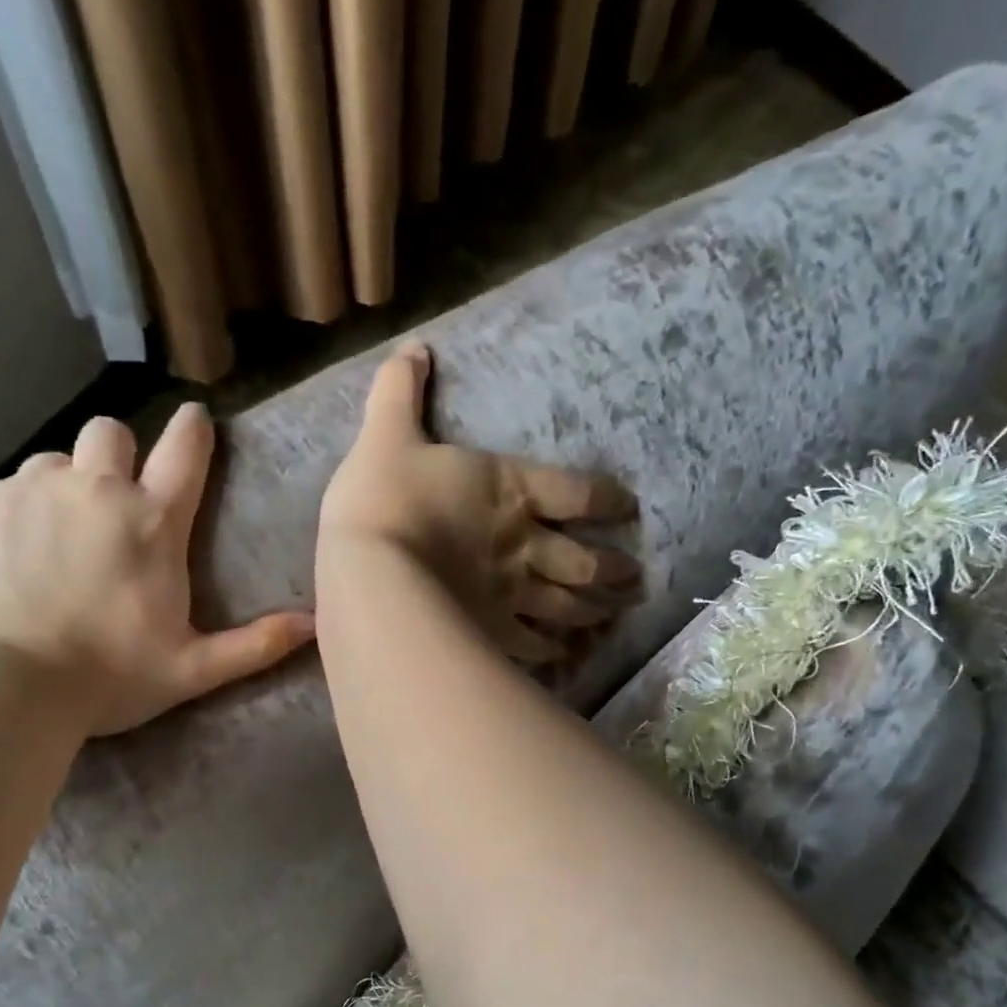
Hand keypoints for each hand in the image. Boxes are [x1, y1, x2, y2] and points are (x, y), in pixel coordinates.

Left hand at [0, 406, 314, 737]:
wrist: (2, 688)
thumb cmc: (109, 678)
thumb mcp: (193, 669)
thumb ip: (257, 644)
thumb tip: (315, 624)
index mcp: (153, 525)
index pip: (185, 452)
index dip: (193, 430)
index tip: (195, 418)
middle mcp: (95, 490)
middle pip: (110, 432)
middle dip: (117, 452)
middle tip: (112, 497)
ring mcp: (28, 491)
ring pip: (53, 461)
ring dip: (63, 487)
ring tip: (55, 538)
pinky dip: (11, 515)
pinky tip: (7, 559)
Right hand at [320, 342, 640, 662]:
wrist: (370, 569)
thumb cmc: (382, 497)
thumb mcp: (385, 433)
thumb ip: (400, 391)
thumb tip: (414, 346)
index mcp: (510, 490)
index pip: (578, 492)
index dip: (608, 500)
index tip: (628, 509)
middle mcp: (524, 544)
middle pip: (584, 560)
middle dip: (614, 569)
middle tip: (636, 579)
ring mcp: (512, 594)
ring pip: (566, 606)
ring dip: (593, 612)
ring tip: (612, 616)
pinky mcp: (493, 633)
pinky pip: (532, 646)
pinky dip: (552, 654)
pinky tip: (565, 659)